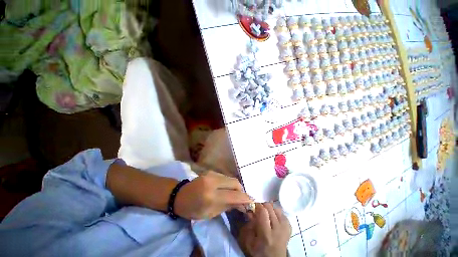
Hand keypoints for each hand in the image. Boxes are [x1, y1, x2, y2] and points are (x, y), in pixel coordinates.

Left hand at [174, 171, 252, 219]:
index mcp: (211, 196)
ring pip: (231, 178)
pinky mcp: (211, 171)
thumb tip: (243, 204)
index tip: (251, 201)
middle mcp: (213, 182)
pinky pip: (225, 176)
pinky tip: (227, 188)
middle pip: (235, 182)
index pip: (234, 195)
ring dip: (235, 186)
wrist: (180, 196)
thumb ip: (227, 206)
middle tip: (242, 198)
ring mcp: (212, 174)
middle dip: (241, 190)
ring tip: (235, 194)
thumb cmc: (193, 209)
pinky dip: (229, 183)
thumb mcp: (210, 213)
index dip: (245, 198)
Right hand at [238, 203, 291, 256]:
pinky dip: (277, 214)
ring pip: (277, 209)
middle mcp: (277, 230)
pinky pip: (283, 214)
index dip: (258, 206)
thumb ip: (248, 226)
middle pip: (271, 208)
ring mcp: (285, 229)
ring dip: (271, 209)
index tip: (254, 207)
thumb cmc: (258, 252)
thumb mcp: (248, 241)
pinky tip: (273, 218)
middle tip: (259, 210)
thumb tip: (250, 212)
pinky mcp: (289, 229)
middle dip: (263, 206)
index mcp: (266, 234)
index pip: (263, 211)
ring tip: (266, 214)